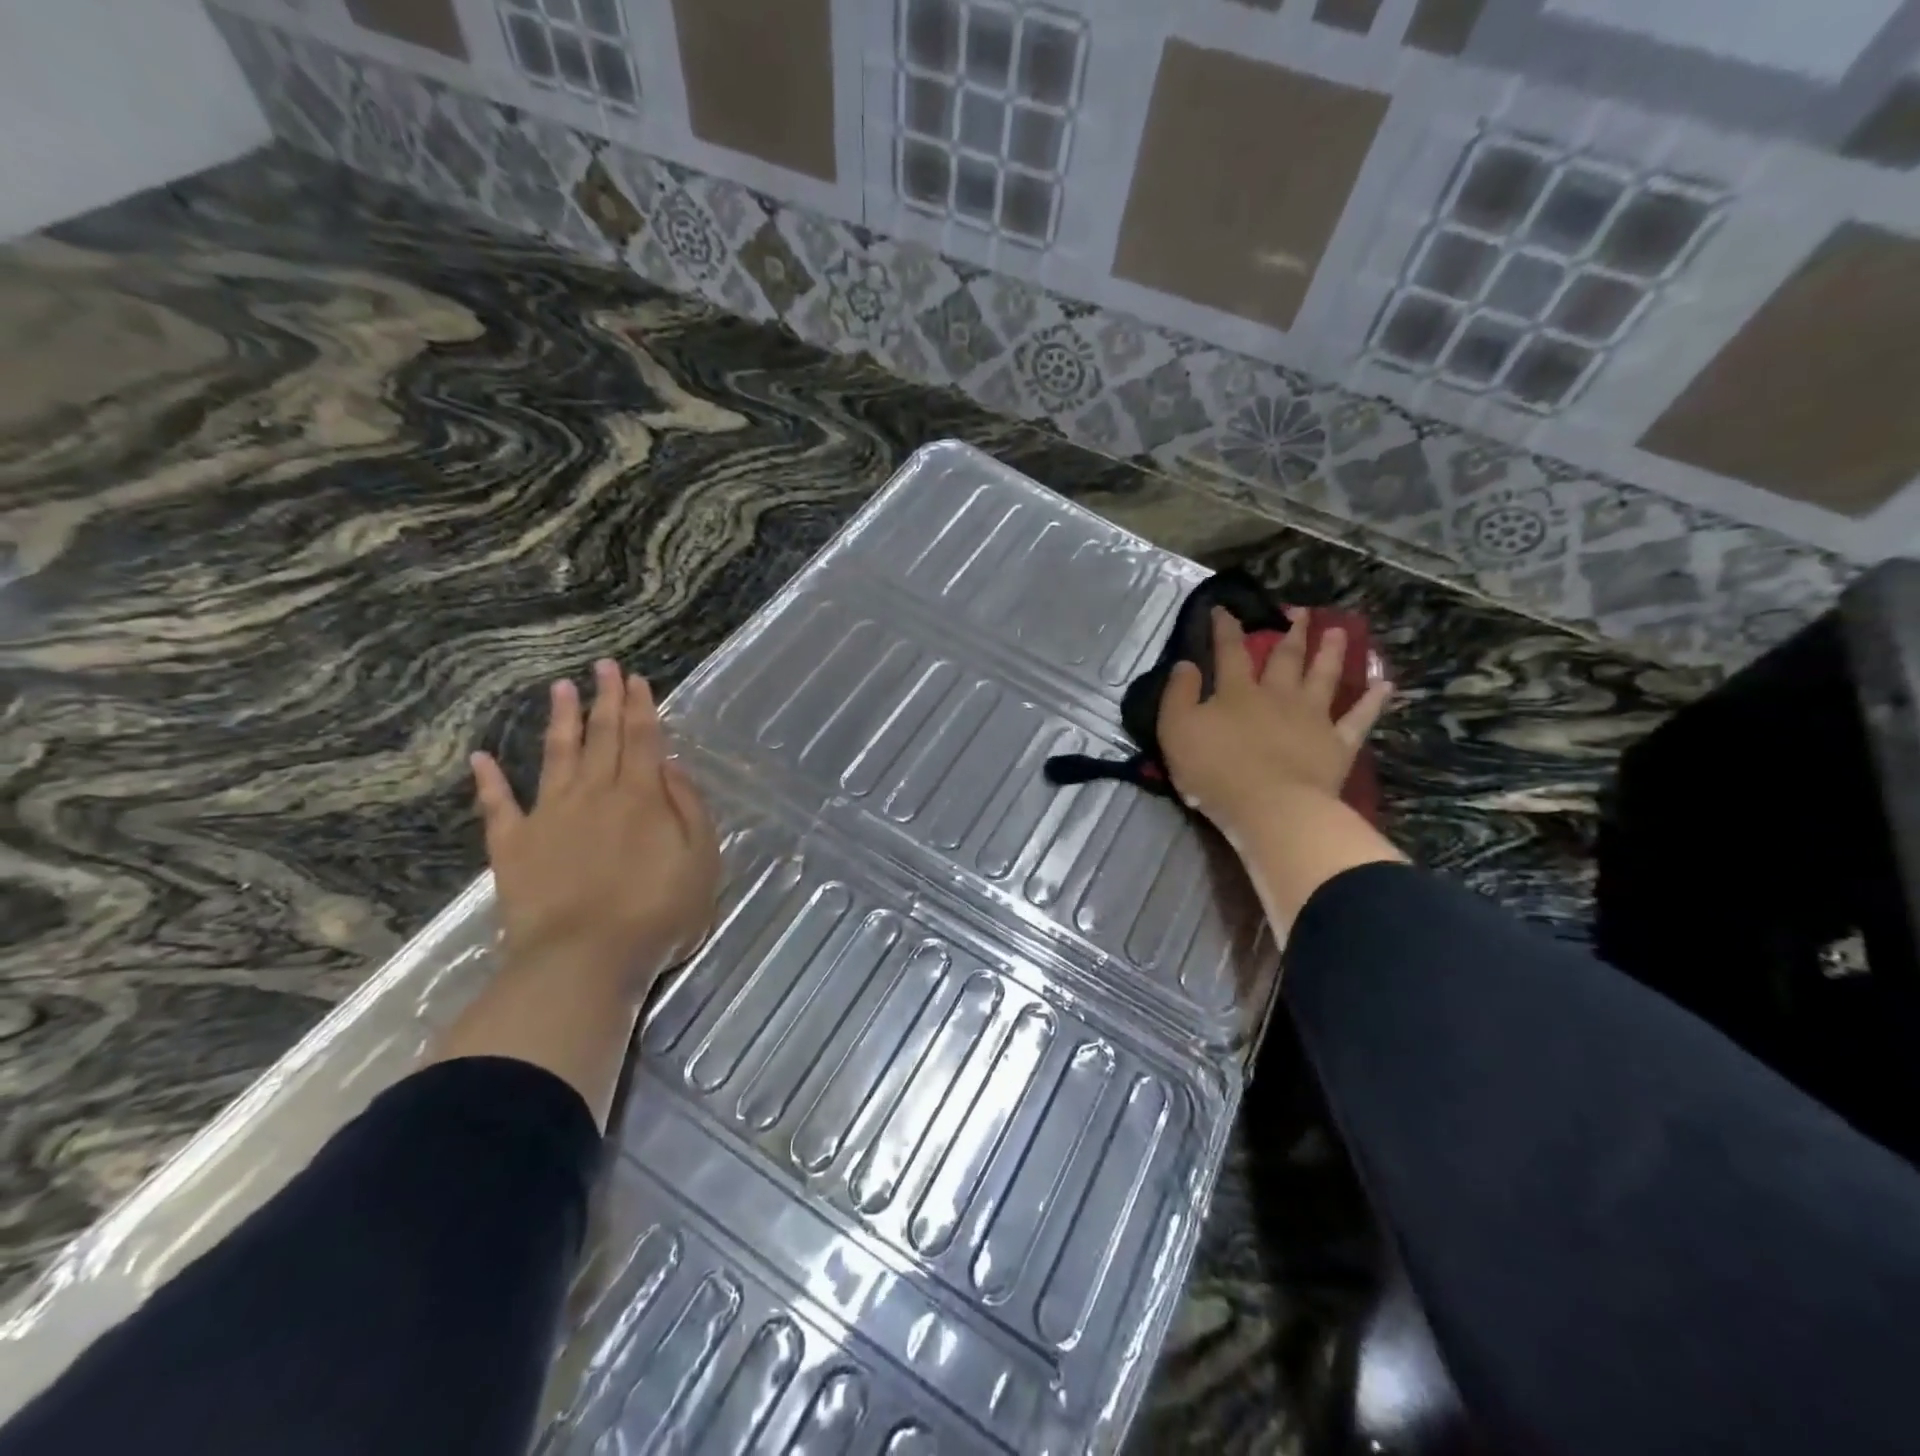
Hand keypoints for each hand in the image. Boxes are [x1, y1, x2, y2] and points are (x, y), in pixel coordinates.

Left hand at [469, 660, 720, 1000]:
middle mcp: (594, 795)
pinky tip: (481, 759)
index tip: (635, 678)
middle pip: (602, 737)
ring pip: (556, 757)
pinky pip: (498, 807)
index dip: (640, 707)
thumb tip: (669, 766)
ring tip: (560, 688)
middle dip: (605, 699)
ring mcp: (549, 817)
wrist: (584, 960)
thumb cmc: (657, 914)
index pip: (642, 739)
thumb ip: (688, 809)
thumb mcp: (702, 861)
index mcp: (641, 797)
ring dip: (560, 721)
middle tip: (603, 666)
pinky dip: (489, 782)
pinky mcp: (513, 847)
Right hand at [1159, 607, 1392, 838]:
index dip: (1226, 629)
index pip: (1229, 652)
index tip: (1224, 609)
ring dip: (1332, 653)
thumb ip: (1179, 694)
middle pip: (1286, 658)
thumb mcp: (1176, 730)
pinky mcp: (1338, 744)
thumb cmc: (1215, 770)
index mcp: (1237, 692)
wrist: (1270, 807)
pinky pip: (1359, 718)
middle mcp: (1277, 696)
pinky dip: (1373, 701)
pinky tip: (1385, 684)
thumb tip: (1186, 663)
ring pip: (1324, 677)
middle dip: (1291, 634)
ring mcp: (1312, 718)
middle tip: (1302, 613)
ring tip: (1340, 632)